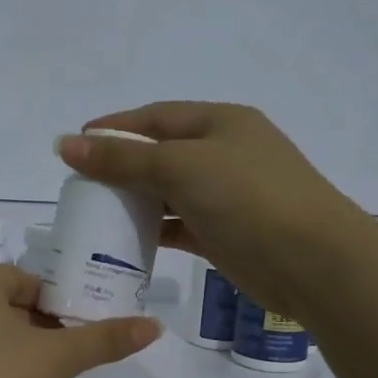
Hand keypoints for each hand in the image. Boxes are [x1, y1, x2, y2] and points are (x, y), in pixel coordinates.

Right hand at [56, 102, 360, 318]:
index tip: (74, 143)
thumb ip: (123, 158)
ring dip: (134, 200)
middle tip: (79, 184)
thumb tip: (66, 144)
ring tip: (94, 213)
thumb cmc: (247, 197)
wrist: (312, 261)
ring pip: (168, 192)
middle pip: (160, 153)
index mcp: (220, 123)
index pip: (156, 116)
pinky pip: (178, 226)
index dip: (115, 127)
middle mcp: (224, 154)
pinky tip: (124, 240)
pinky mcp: (224, 234)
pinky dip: (153, 230)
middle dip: (120, 165)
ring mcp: (226, 196)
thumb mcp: (181, 166)